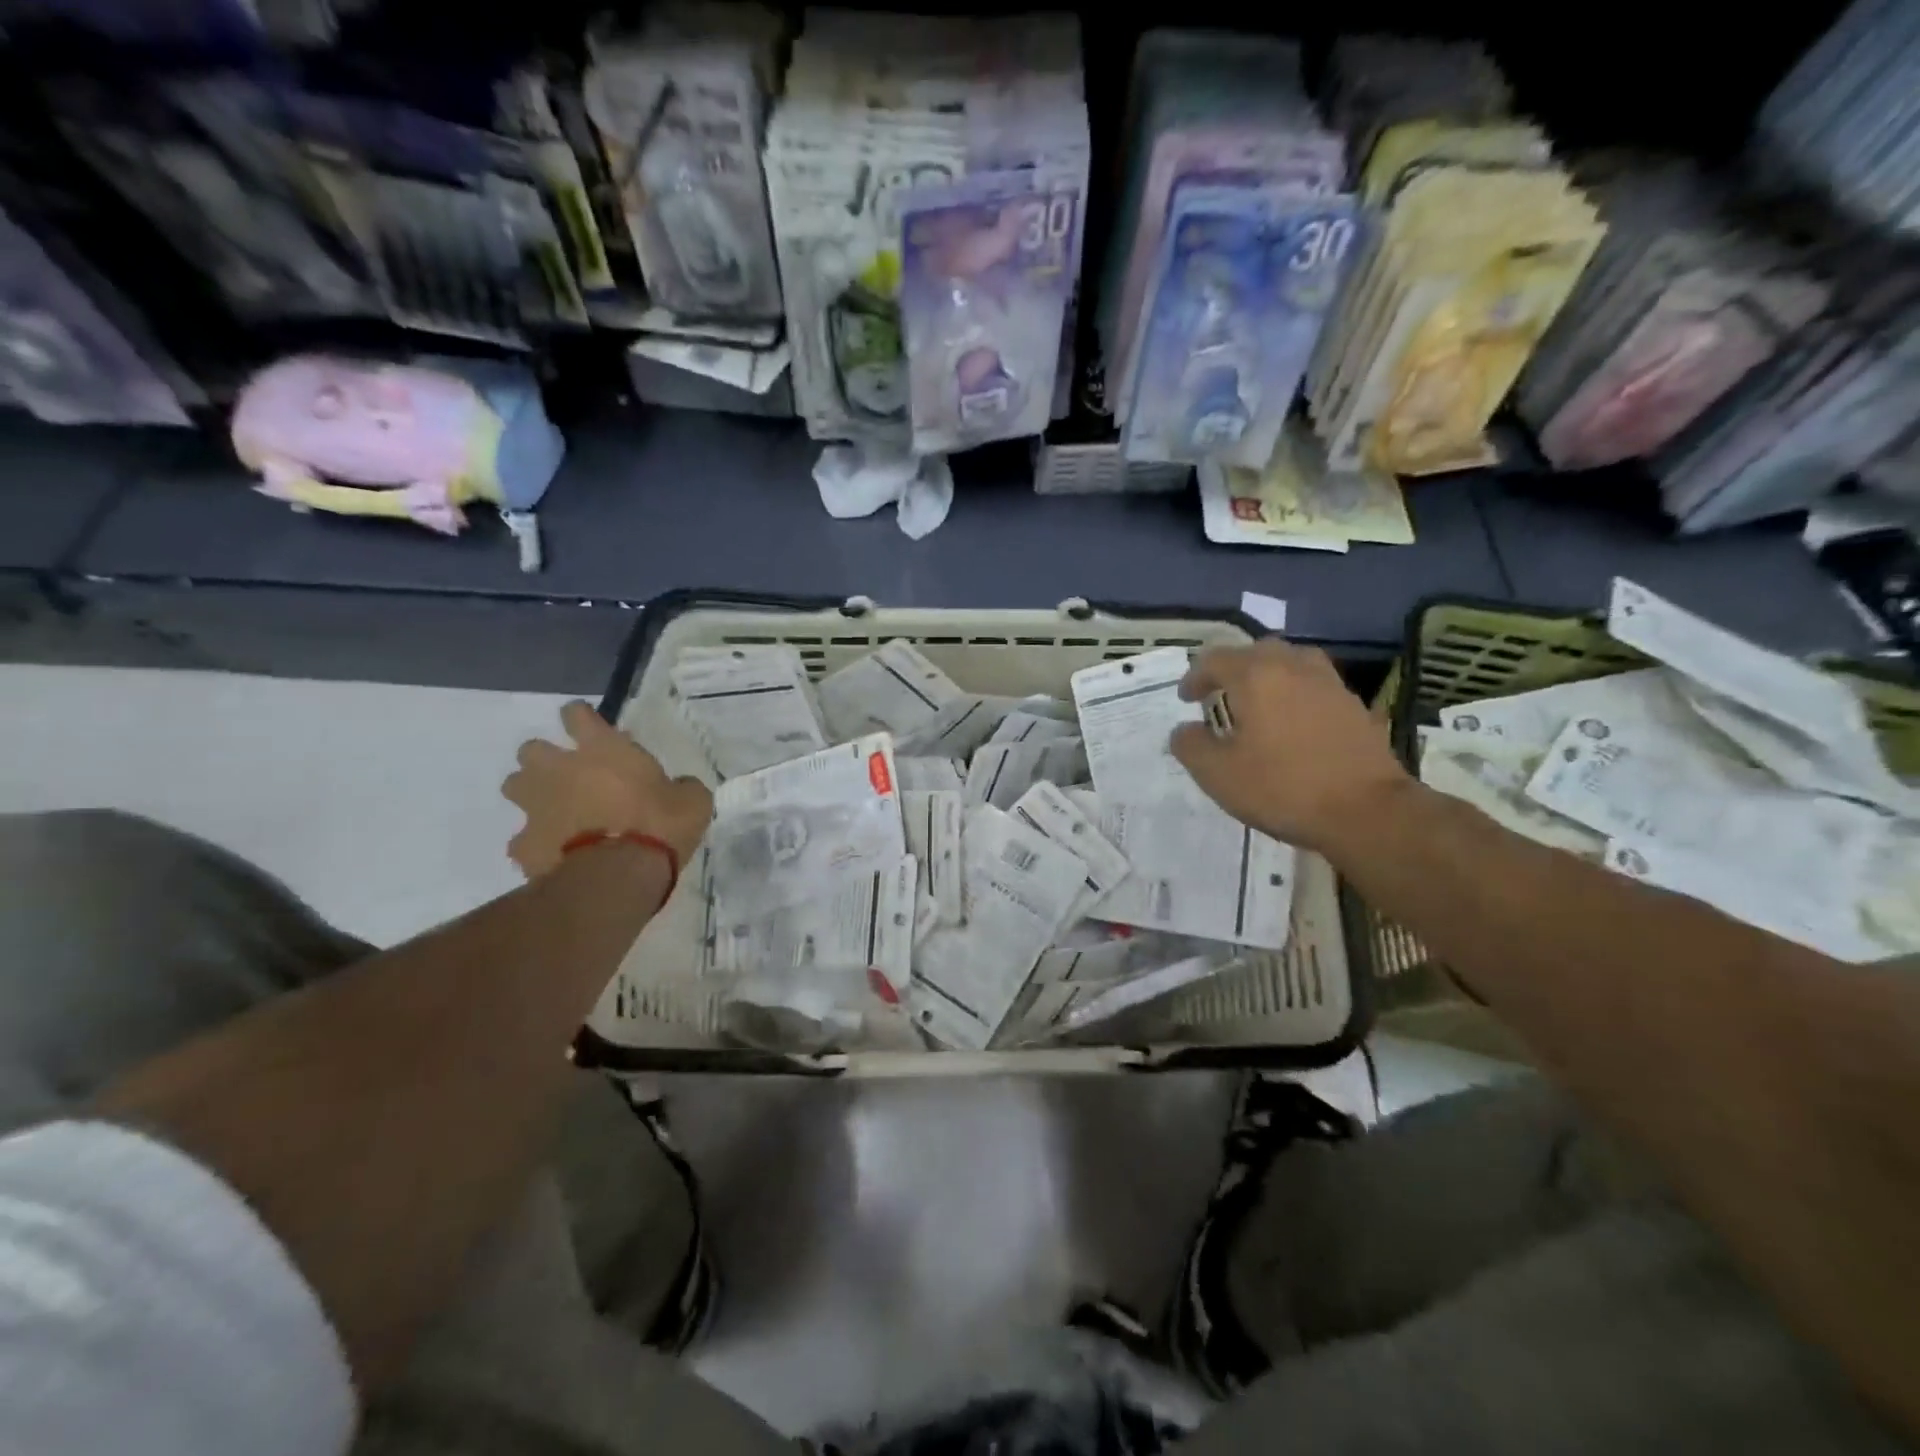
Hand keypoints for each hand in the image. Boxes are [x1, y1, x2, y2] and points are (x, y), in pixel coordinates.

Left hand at [503, 702, 711, 877]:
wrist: (618, 876)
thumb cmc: (659, 826)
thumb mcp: (692, 801)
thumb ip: (681, 787)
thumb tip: (679, 788)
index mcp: (602, 749)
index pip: (577, 714)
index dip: (582, 719)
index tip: (592, 730)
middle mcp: (560, 769)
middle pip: (532, 749)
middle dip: (546, 760)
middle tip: (572, 777)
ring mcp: (536, 807)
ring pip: (515, 787)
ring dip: (532, 795)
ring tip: (557, 812)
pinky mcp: (524, 845)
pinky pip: (523, 840)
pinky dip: (536, 844)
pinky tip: (556, 855)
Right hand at [1169, 640, 1410, 851]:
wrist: (1367, 811)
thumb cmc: (1282, 788)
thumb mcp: (1218, 774)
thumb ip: (1191, 745)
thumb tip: (1185, 730)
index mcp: (1256, 676)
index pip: (1215, 659)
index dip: (1194, 677)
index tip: (1186, 700)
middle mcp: (1293, 667)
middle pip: (1256, 652)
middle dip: (1232, 669)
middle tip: (1219, 695)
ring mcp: (1329, 683)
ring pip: (1291, 662)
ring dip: (1268, 675)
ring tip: (1258, 701)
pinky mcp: (1353, 705)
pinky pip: (1314, 684)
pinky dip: (1295, 692)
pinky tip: (1292, 721)